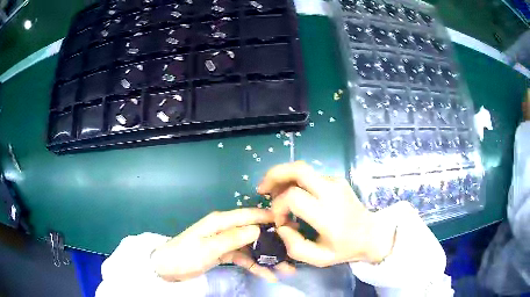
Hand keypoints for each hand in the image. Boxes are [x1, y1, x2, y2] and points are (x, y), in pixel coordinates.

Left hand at [150, 208, 294, 281]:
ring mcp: (226, 242)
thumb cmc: (185, 255)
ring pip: (252, 247)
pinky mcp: (224, 254)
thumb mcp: (208, 248)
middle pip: (254, 232)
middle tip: (294, 251)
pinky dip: (256, 266)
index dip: (269, 217)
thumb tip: (258, 229)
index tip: (290, 225)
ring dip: (268, 257)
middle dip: (273, 242)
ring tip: (287, 268)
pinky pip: (244, 258)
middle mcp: (226, 229)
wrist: (168, 268)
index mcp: (221, 221)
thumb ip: (232, 238)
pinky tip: (269, 275)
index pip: (249, 215)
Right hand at [258, 161, 396, 266]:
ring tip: (274, 192)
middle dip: (274, 175)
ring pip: (302, 168)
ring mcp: (336, 182)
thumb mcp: (318, 259)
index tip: (280, 221)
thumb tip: (281, 226)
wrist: (372, 234)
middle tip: (262, 189)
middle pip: (298, 169)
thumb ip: (294, 246)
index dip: (278, 206)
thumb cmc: (345, 248)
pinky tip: (292, 194)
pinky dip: (295, 180)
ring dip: (283, 176)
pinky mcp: (337, 179)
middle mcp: (332, 192)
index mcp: (327, 215)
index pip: (294, 197)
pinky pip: (310, 175)